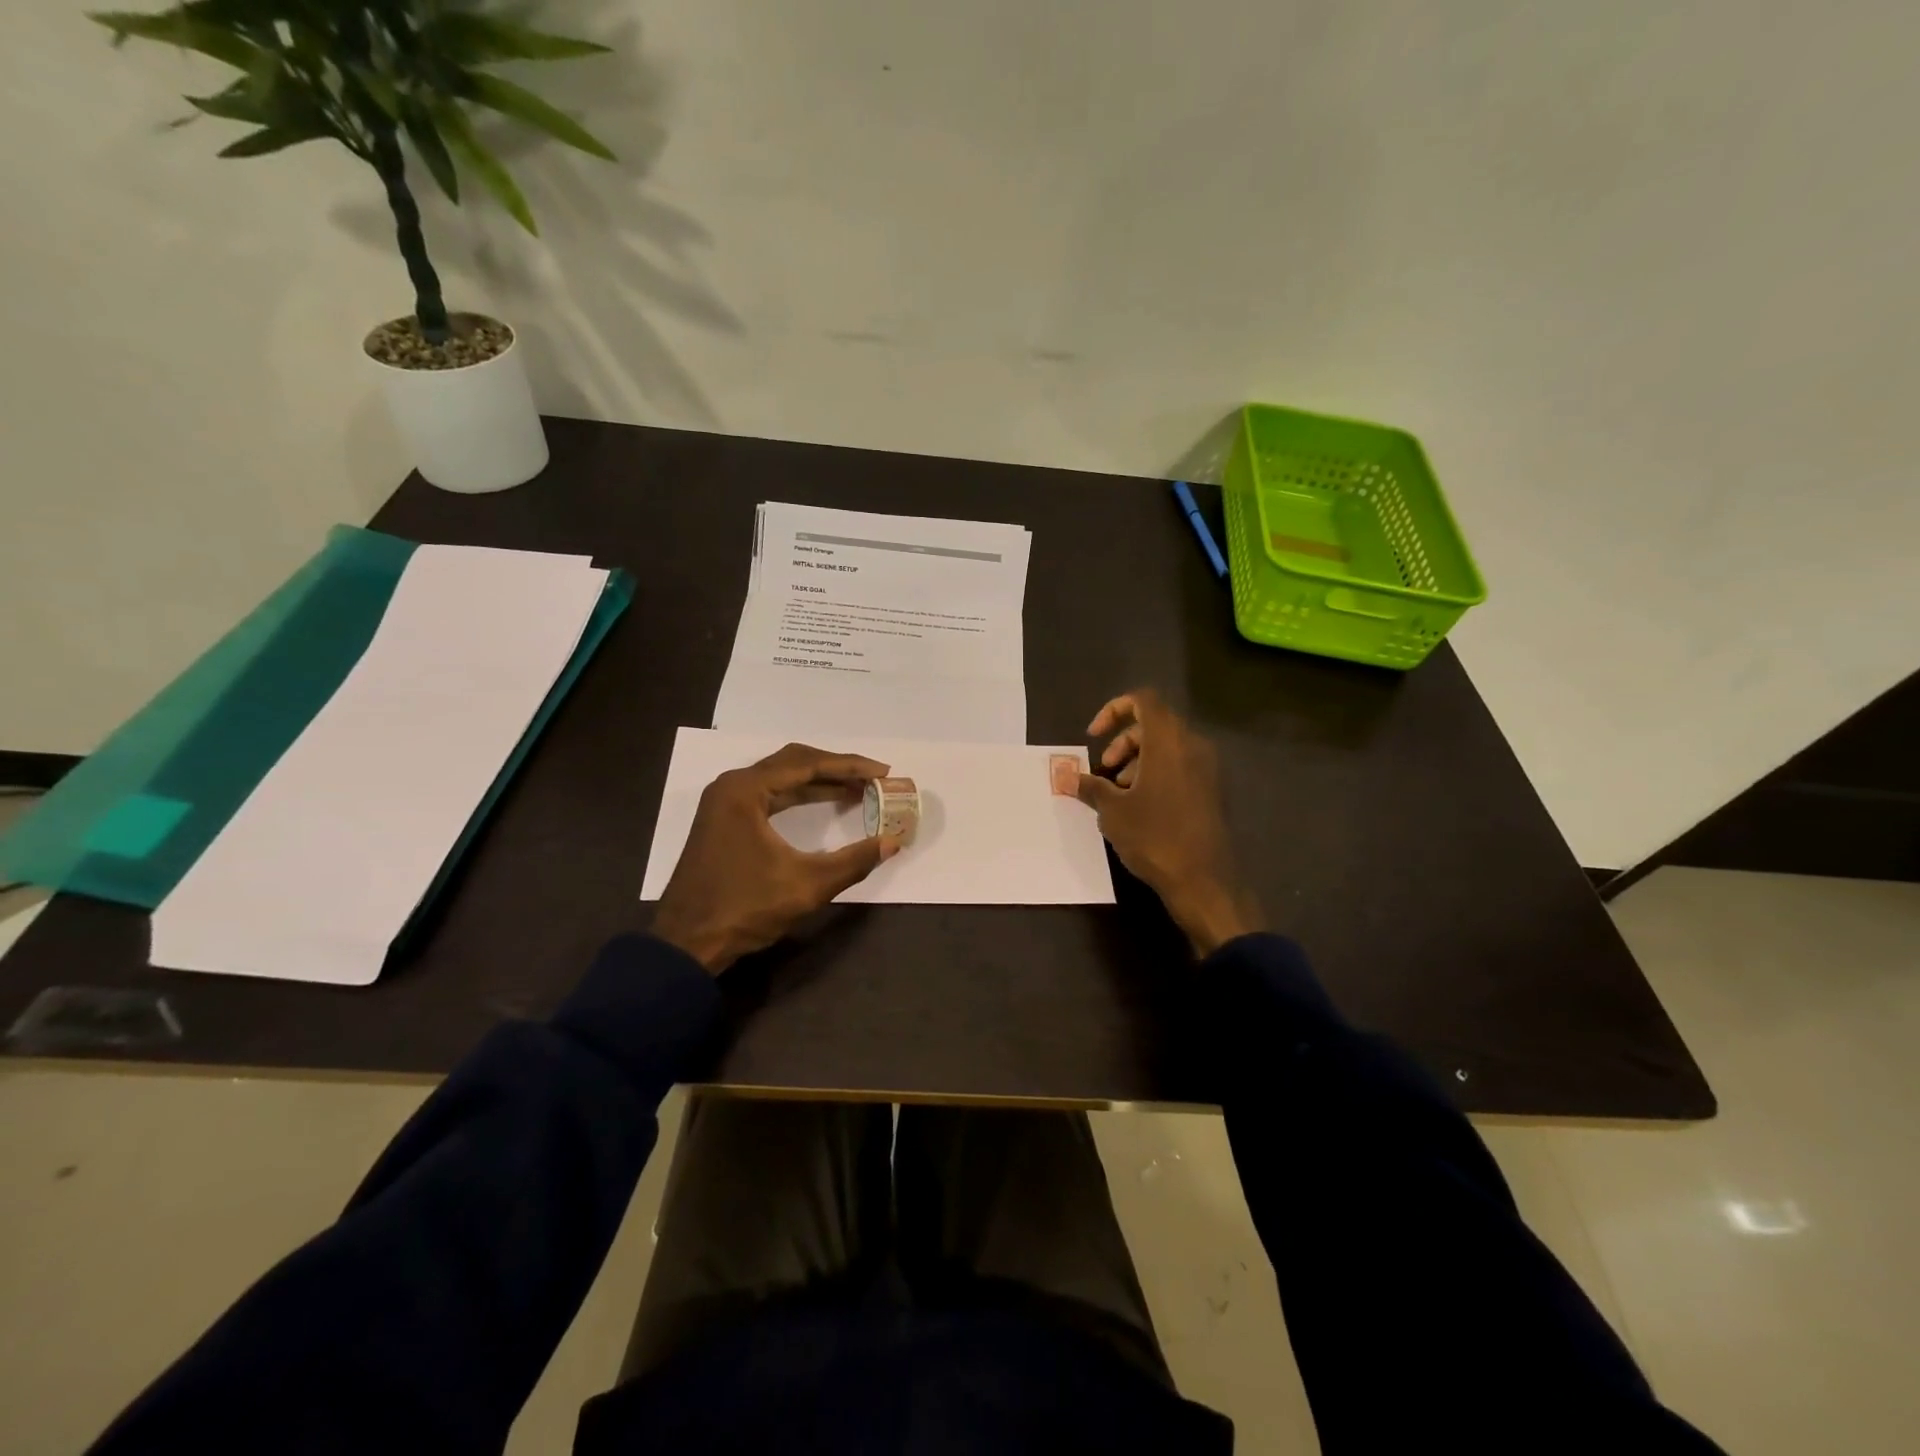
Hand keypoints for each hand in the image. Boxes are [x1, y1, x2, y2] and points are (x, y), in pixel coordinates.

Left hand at [651, 743, 902, 973]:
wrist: (687, 944)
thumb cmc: (744, 909)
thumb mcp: (807, 885)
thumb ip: (853, 860)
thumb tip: (893, 842)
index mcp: (745, 790)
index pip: (807, 764)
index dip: (850, 767)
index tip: (883, 772)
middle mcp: (733, 786)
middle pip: (794, 762)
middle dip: (837, 769)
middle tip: (873, 778)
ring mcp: (725, 802)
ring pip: (782, 777)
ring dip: (820, 781)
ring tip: (857, 789)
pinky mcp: (725, 820)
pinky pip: (770, 794)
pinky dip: (801, 796)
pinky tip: (825, 802)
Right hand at [1077, 689, 1261, 956]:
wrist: (1204, 880)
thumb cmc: (1154, 837)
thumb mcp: (1113, 811)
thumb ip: (1091, 787)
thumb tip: (1068, 777)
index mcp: (1169, 742)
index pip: (1143, 700)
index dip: (1114, 710)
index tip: (1094, 737)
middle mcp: (1193, 746)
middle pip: (1154, 725)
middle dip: (1122, 742)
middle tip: (1104, 772)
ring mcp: (1207, 769)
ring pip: (1167, 748)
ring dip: (1137, 761)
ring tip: (1119, 795)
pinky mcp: (1212, 791)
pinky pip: (1180, 767)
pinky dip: (1157, 774)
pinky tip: (1140, 808)